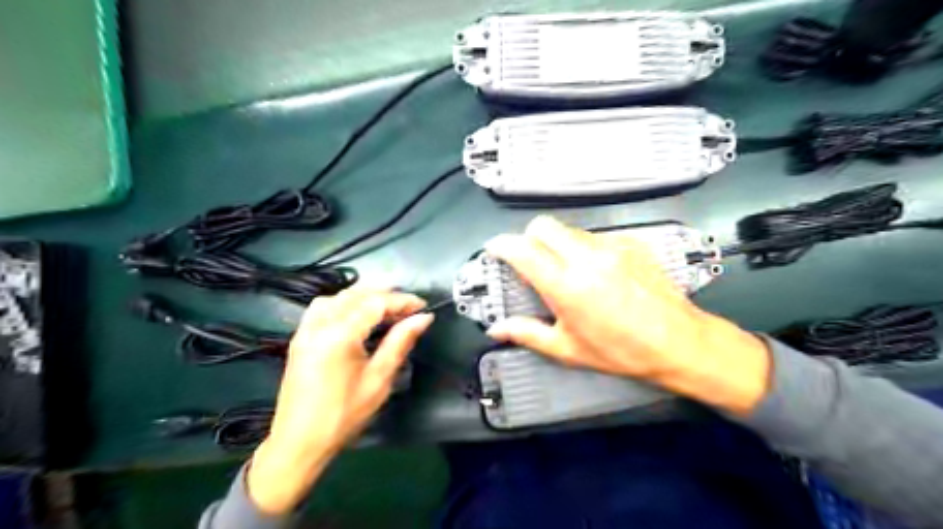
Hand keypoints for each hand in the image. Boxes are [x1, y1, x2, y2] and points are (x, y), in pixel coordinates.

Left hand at [244, 287, 431, 513]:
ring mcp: (306, 330)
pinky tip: (355, 313)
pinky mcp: (300, 338)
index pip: (375, 303)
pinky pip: (323, 307)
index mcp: (339, 335)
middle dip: (385, 294)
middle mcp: (320, 324)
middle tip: (409, 305)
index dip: (401, 301)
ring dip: (363, 295)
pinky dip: (343, 302)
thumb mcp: (378, 380)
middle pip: (356, 294)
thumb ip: (400, 343)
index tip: (423, 306)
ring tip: (386, 304)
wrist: (299, 442)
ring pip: (338, 296)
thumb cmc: (343, 415)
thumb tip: (423, 318)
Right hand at [486, 216, 772, 417]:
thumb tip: (497, 330)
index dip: (502, 245)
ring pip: (569, 229)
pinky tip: (598, 272)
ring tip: (568, 270)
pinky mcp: (631, 243)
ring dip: (558, 244)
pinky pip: (596, 236)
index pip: (523, 250)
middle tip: (531, 260)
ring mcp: (611, 246)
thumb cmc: (620, 351)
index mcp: (566, 286)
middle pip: (543, 226)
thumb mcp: (568, 349)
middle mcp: (586, 258)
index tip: (495, 249)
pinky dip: (586, 248)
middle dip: (529, 238)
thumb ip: (527, 334)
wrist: (678, 341)